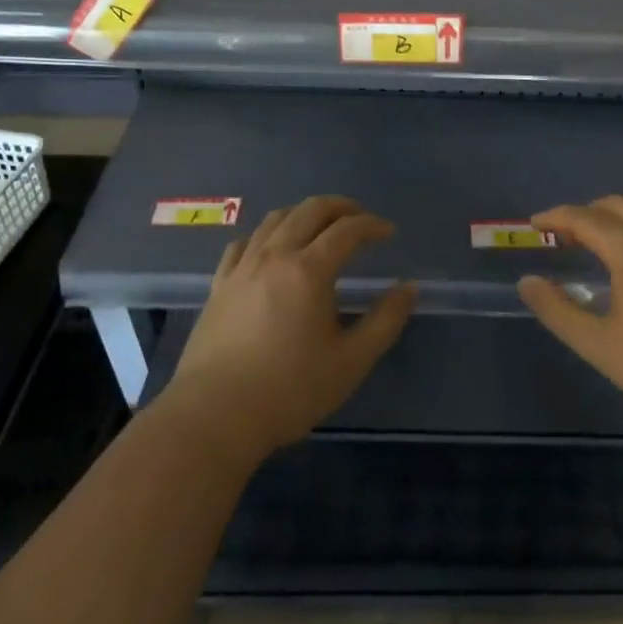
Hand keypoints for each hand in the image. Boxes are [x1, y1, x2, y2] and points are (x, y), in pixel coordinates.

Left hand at [168, 195, 416, 465]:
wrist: (214, 416)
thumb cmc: (290, 390)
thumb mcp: (351, 361)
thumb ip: (385, 321)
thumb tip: (408, 288)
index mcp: (309, 270)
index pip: (347, 230)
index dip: (372, 225)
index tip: (389, 233)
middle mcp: (274, 256)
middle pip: (309, 210)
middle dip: (340, 207)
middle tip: (360, 219)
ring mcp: (242, 268)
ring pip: (275, 219)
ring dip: (304, 214)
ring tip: (320, 228)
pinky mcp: (219, 285)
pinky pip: (244, 243)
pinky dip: (266, 235)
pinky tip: (271, 249)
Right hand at [517, 196, 622, 432]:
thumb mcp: (599, 345)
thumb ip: (557, 311)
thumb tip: (527, 282)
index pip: (586, 219)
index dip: (557, 216)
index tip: (535, 223)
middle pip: (619, 206)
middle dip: (586, 212)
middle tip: (564, 233)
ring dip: (617, 220)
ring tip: (598, 245)